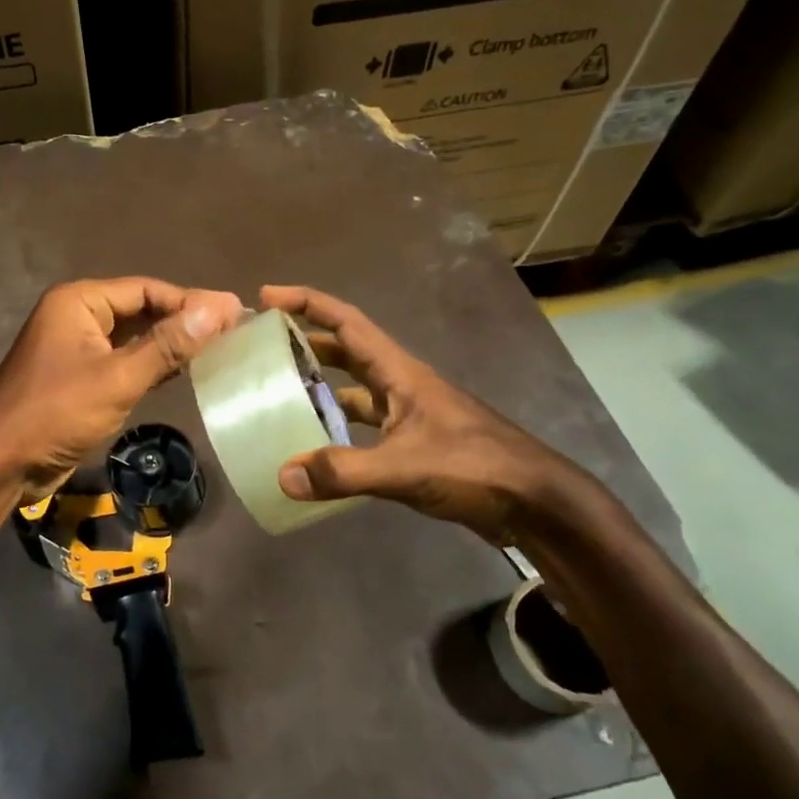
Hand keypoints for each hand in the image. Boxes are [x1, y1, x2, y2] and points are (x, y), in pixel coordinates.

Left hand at [0, 278, 244, 502]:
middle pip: (141, 310)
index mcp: (79, 301)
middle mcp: (77, 316)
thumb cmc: (56, 413)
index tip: (236, 313)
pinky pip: (124, 361)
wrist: (1, 464)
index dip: (191, 301)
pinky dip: (153, 366)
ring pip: (134, 338)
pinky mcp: (81, 377)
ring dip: (171, 344)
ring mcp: (78, 348)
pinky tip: (186, 372)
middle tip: (235, 331)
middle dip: (183, 321)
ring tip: (221, 349)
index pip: (147, 290)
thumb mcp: (117, 378)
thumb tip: (220, 307)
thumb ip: (168, 344)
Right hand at [263, 285, 599, 546]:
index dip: (307, 303)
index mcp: (399, 371)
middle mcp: (400, 384)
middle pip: (346, 351)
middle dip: (305, 342)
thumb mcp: (405, 467)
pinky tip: (316, 450)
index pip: (346, 322)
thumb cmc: (475, 467)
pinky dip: (338, 431)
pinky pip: (364, 427)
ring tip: (279, 396)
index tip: (267, 296)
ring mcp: (408, 414)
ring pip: (353, 391)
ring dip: (320, 388)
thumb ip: (343, 471)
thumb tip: (283, 475)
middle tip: (263, 348)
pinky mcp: (413, 443)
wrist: (535, 503)